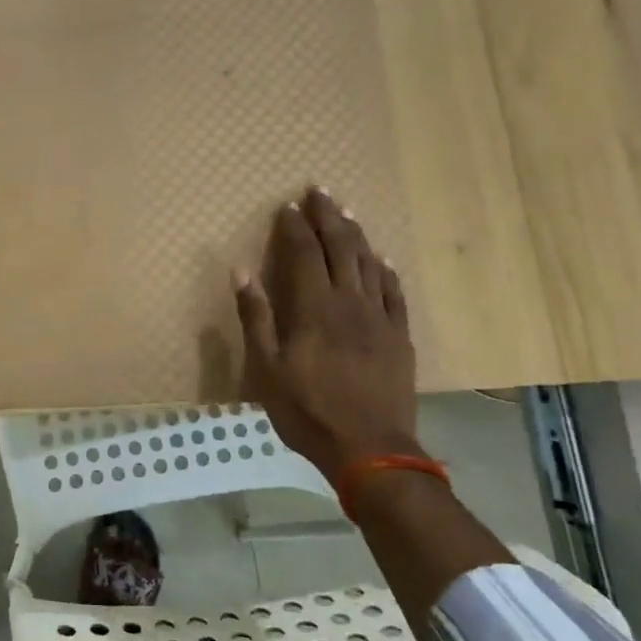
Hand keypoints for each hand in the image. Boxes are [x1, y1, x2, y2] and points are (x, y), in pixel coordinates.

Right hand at [232, 184, 420, 477]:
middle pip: (340, 248)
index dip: (295, 227)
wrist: (371, 449)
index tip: (287, 206)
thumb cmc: (307, 410)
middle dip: (328, 217)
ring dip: (356, 233)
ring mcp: (379, 318)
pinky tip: (381, 257)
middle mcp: (349, 303)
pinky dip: (385, 269)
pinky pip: (394, 292)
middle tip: (319, 191)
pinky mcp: (399, 336)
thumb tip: (242, 271)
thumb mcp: (266, 368)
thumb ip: (255, 317)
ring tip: (345, 211)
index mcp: (314, 308)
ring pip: (368, 263)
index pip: (304, 254)